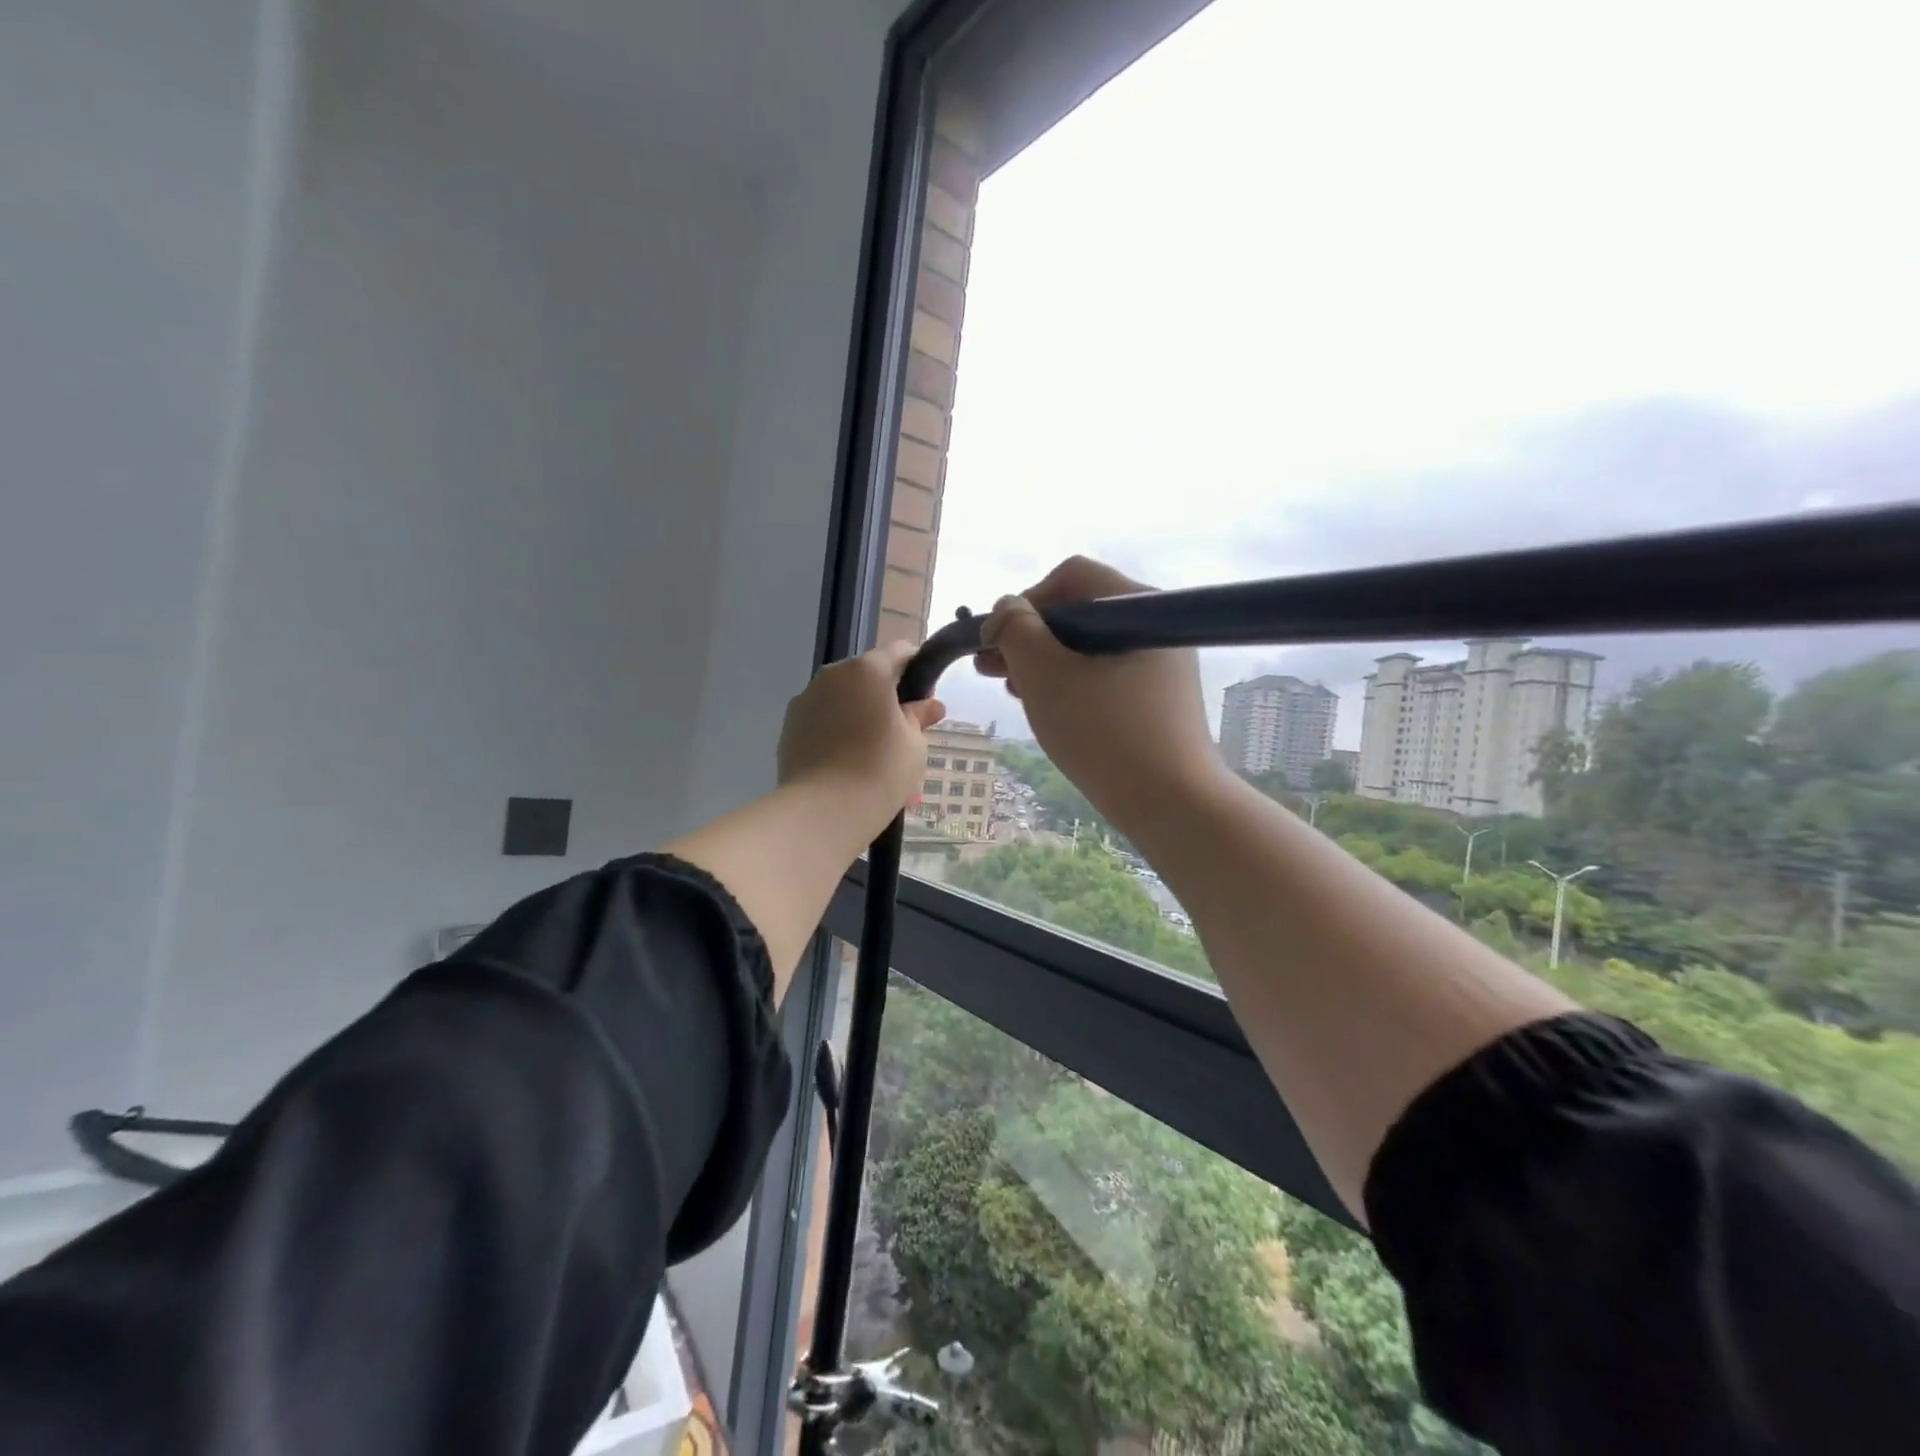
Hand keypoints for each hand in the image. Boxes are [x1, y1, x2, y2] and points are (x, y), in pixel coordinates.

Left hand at [778, 640, 945, 843]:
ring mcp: (805, 700)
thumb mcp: (914, 744)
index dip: (918, 670)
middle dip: (886, 697)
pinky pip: (822, 720)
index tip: (925, 701)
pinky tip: (847, 764)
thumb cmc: (879, 771)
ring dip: (860, 716)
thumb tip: (929, 705)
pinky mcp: (789, 727)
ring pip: (843, 699)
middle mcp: (832, 675)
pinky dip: (837, 733)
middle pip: (868, 675)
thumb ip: (919, 717)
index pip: (900, 651)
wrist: (822, 812)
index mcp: (867, 670)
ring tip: (873, 756)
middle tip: (902, 734)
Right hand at [976, 556, 1224, 834]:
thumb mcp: (1044, 675)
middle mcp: (1154, 626)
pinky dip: (1071, 683)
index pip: (1071, 576)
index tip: (998, 641)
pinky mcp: (1158, 698)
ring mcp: (1160, 664)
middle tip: (992, 669)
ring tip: (1013, 690)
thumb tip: (1006, 609)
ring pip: (1089, 647)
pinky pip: (1105, 675)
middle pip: (1080, 612)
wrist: (1171, 803)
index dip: (1026, 601)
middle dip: (1029, 637)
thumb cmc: (1103, 732)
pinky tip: (1047, 706)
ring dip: (1044, 662)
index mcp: (1136, 606)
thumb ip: (1016, 631)